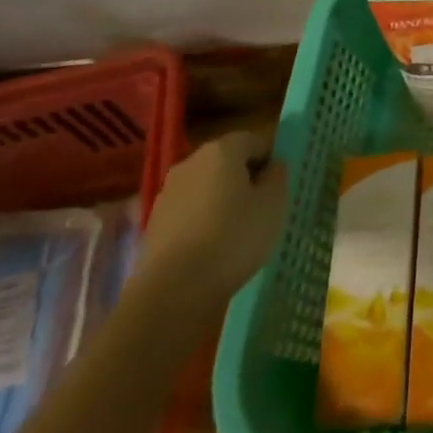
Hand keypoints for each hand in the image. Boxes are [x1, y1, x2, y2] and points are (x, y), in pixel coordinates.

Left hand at [138, 130, 289, 305]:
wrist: (172, 292)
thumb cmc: (233, 238)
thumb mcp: (274, 204)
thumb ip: (277, 176)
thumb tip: (272, 167)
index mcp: (222, 149)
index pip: (255, 140)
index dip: (270, 160)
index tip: (278, 187)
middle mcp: (191, 162)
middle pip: (227, 162)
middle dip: (244, 179)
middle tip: (261, 208)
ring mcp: (168, 193)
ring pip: (206, 187)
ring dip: (222, 201)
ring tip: (236, 232)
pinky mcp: (154, 224)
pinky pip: (189, 212)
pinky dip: (202, 222)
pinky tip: (212, 248)